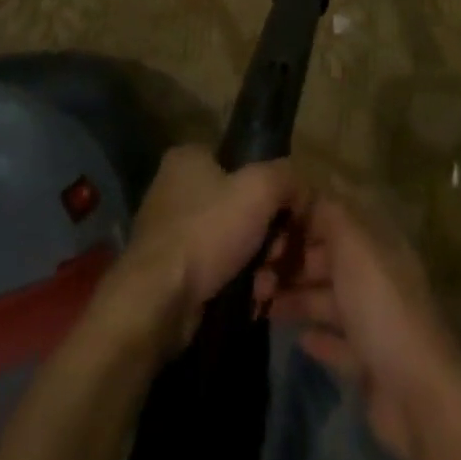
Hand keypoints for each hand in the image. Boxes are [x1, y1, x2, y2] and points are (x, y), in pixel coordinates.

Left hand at [94, 146, 300, 359]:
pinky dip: (236, 283)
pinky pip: (216, 270)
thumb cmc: (207, 231)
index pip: (242, 162)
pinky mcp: (170, 272)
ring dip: (257, 263)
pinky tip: (251, 299)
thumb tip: (302, 189)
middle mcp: (174, 188)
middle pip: (239, 205)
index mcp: (189, 157)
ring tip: (267, 285)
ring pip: (231, 241)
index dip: (269, 189)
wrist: (158, 302)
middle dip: (267, 235)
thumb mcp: (259, 189)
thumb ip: (286, 177)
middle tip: (278, 257)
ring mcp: (170, 232)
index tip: (288, 217)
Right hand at [255, 190, 460, 459]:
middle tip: (255, 272)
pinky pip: (338, 340)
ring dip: (297, 298)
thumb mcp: (354, 246)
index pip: (335, 217)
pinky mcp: (369, 361)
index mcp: (377, 242)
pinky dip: (318, 337)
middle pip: (329, 258)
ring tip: (262, 304)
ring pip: (328, 298)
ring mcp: (375, 319)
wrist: (417, 396)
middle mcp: (377, 274)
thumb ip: (330, 214)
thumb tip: (308, 188)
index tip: (265, 223)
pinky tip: (297, 338)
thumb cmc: (381, 307)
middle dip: (293, 261)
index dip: (302, 217)